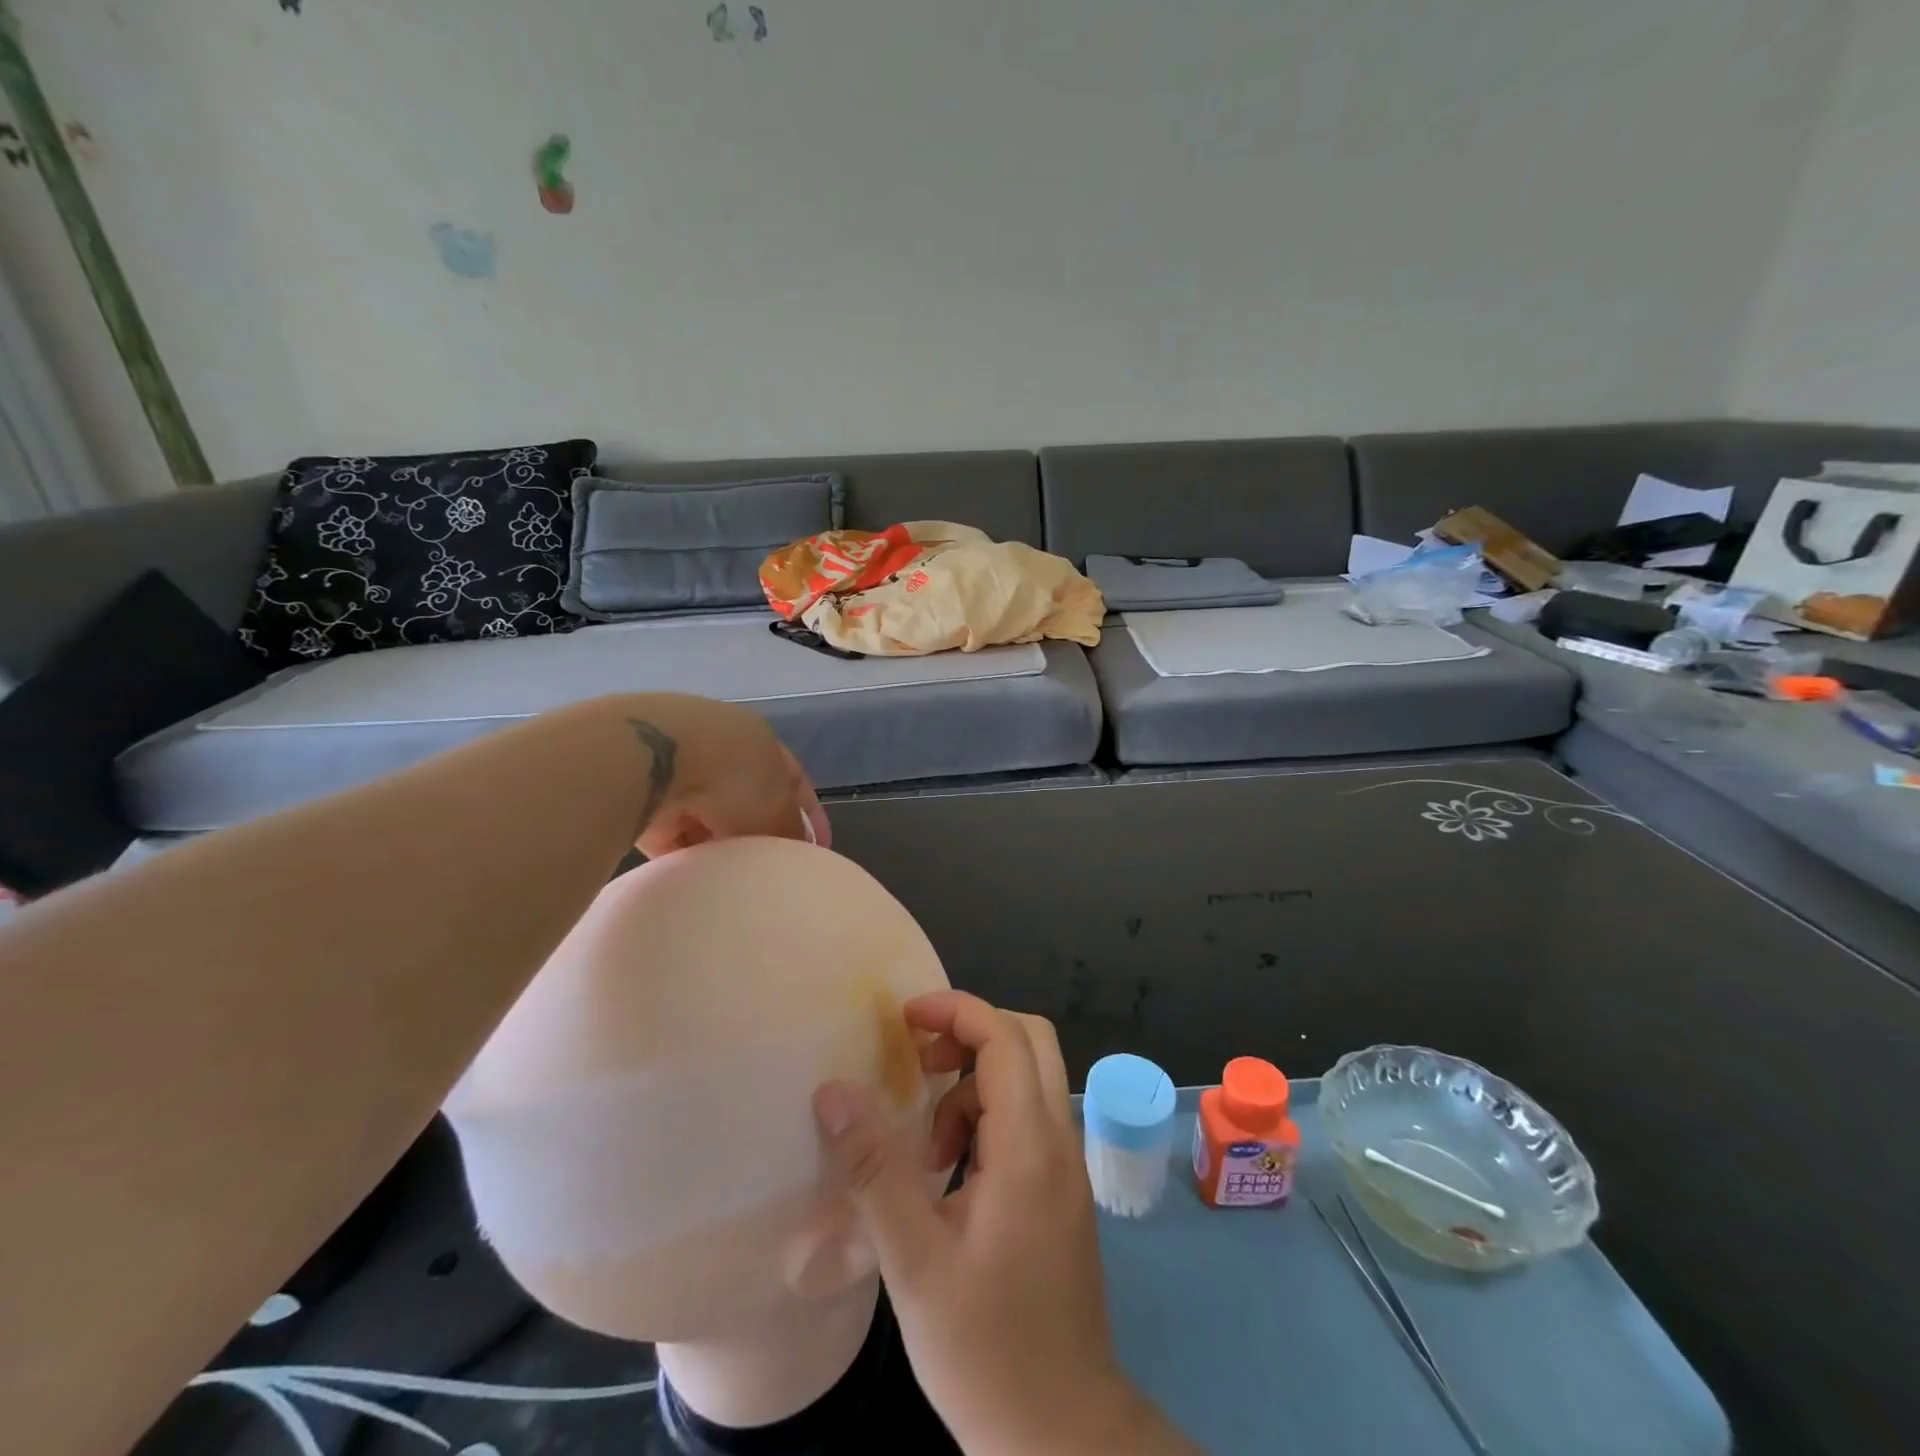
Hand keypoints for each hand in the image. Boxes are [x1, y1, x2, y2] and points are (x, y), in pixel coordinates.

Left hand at [614, 694, 829, 857]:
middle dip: (758, 831)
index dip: (808, 813)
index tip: (818, 848)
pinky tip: (696, 875)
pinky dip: (683, 851)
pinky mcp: (641, 795)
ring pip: (707, 816)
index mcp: (757, 739)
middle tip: (770, 866)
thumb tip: (799, 848)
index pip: (793, 778)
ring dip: (719, 842)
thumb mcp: (778, 805)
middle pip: (746, 798)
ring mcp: (675, 768)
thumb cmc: (732, 774)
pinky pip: (671, 832)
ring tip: (733, 876)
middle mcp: (718, 748)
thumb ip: (791, 828)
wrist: (649, 760)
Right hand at [814, 993, 1187, 1453]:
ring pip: (1028, 1079)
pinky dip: (986, 1120)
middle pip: (1029, 1041)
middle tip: (917, 1063)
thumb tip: (833, 1092)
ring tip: (927, 1147)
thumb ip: (873, 1171)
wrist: (1063, 1435)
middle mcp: (1059, 1141)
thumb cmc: (986, 1350)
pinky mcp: (1060, 1191)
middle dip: (970, 1033)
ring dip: (974, 1086)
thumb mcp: (914, 1262)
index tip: (902, 1020)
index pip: (1005, 1037)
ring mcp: (1065, 1166)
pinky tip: (950, 1175)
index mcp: (1030, 1146)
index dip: (955, 1010)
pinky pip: (1026, 1120)